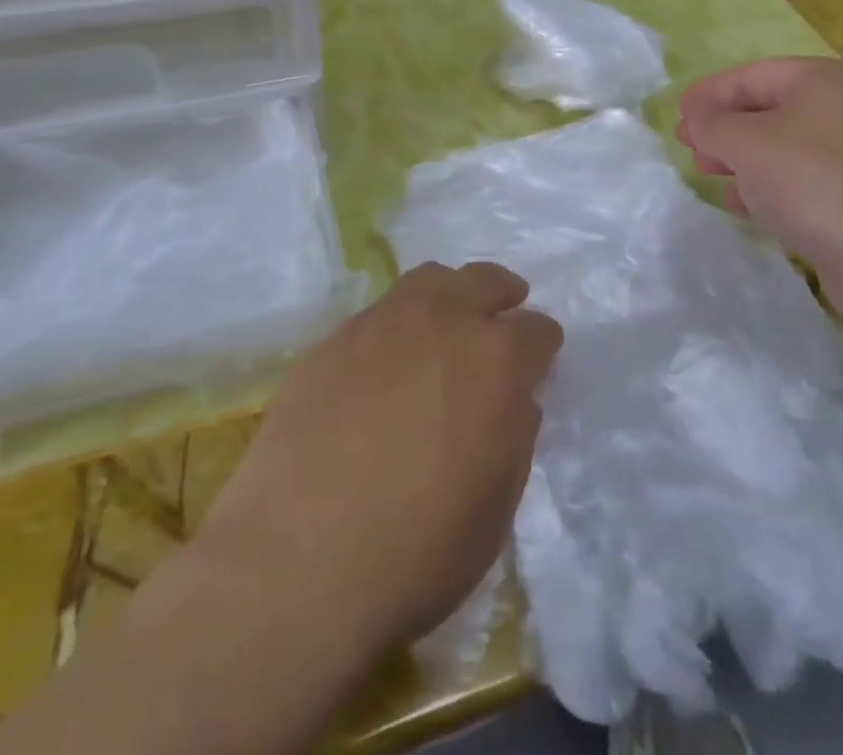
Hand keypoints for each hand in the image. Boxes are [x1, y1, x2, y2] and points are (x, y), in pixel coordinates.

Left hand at [192, 261, 562, 659]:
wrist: (300, 561)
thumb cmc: (420, 551)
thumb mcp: (496, 506)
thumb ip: (513, 436)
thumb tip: (513, 401)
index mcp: (497, 360)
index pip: (537, 330)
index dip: (542, 347)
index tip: (538, 361)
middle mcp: (443, 322)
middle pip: (483, 281)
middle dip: (501, 294)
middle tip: (502, 312)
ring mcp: (382, 323)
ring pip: (428, 280)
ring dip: (448, 295)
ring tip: (444, 324)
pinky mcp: (333, 339)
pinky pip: (378, 314)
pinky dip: (396, 326)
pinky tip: (383, 366)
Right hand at [676, 57, 842, 330]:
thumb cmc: (815, 180)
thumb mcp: (747, 143)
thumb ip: (713, 126)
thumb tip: (698, 121)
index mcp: (822, 81)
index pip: (753, 74)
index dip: (710, 92)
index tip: (677, 114)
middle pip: (769, 109)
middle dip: (724, 127)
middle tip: (688, 146)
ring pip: (783, 148)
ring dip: (741, 159)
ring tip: (707, 174)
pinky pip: (800, 183)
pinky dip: (766, 187)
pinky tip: (741, 204)